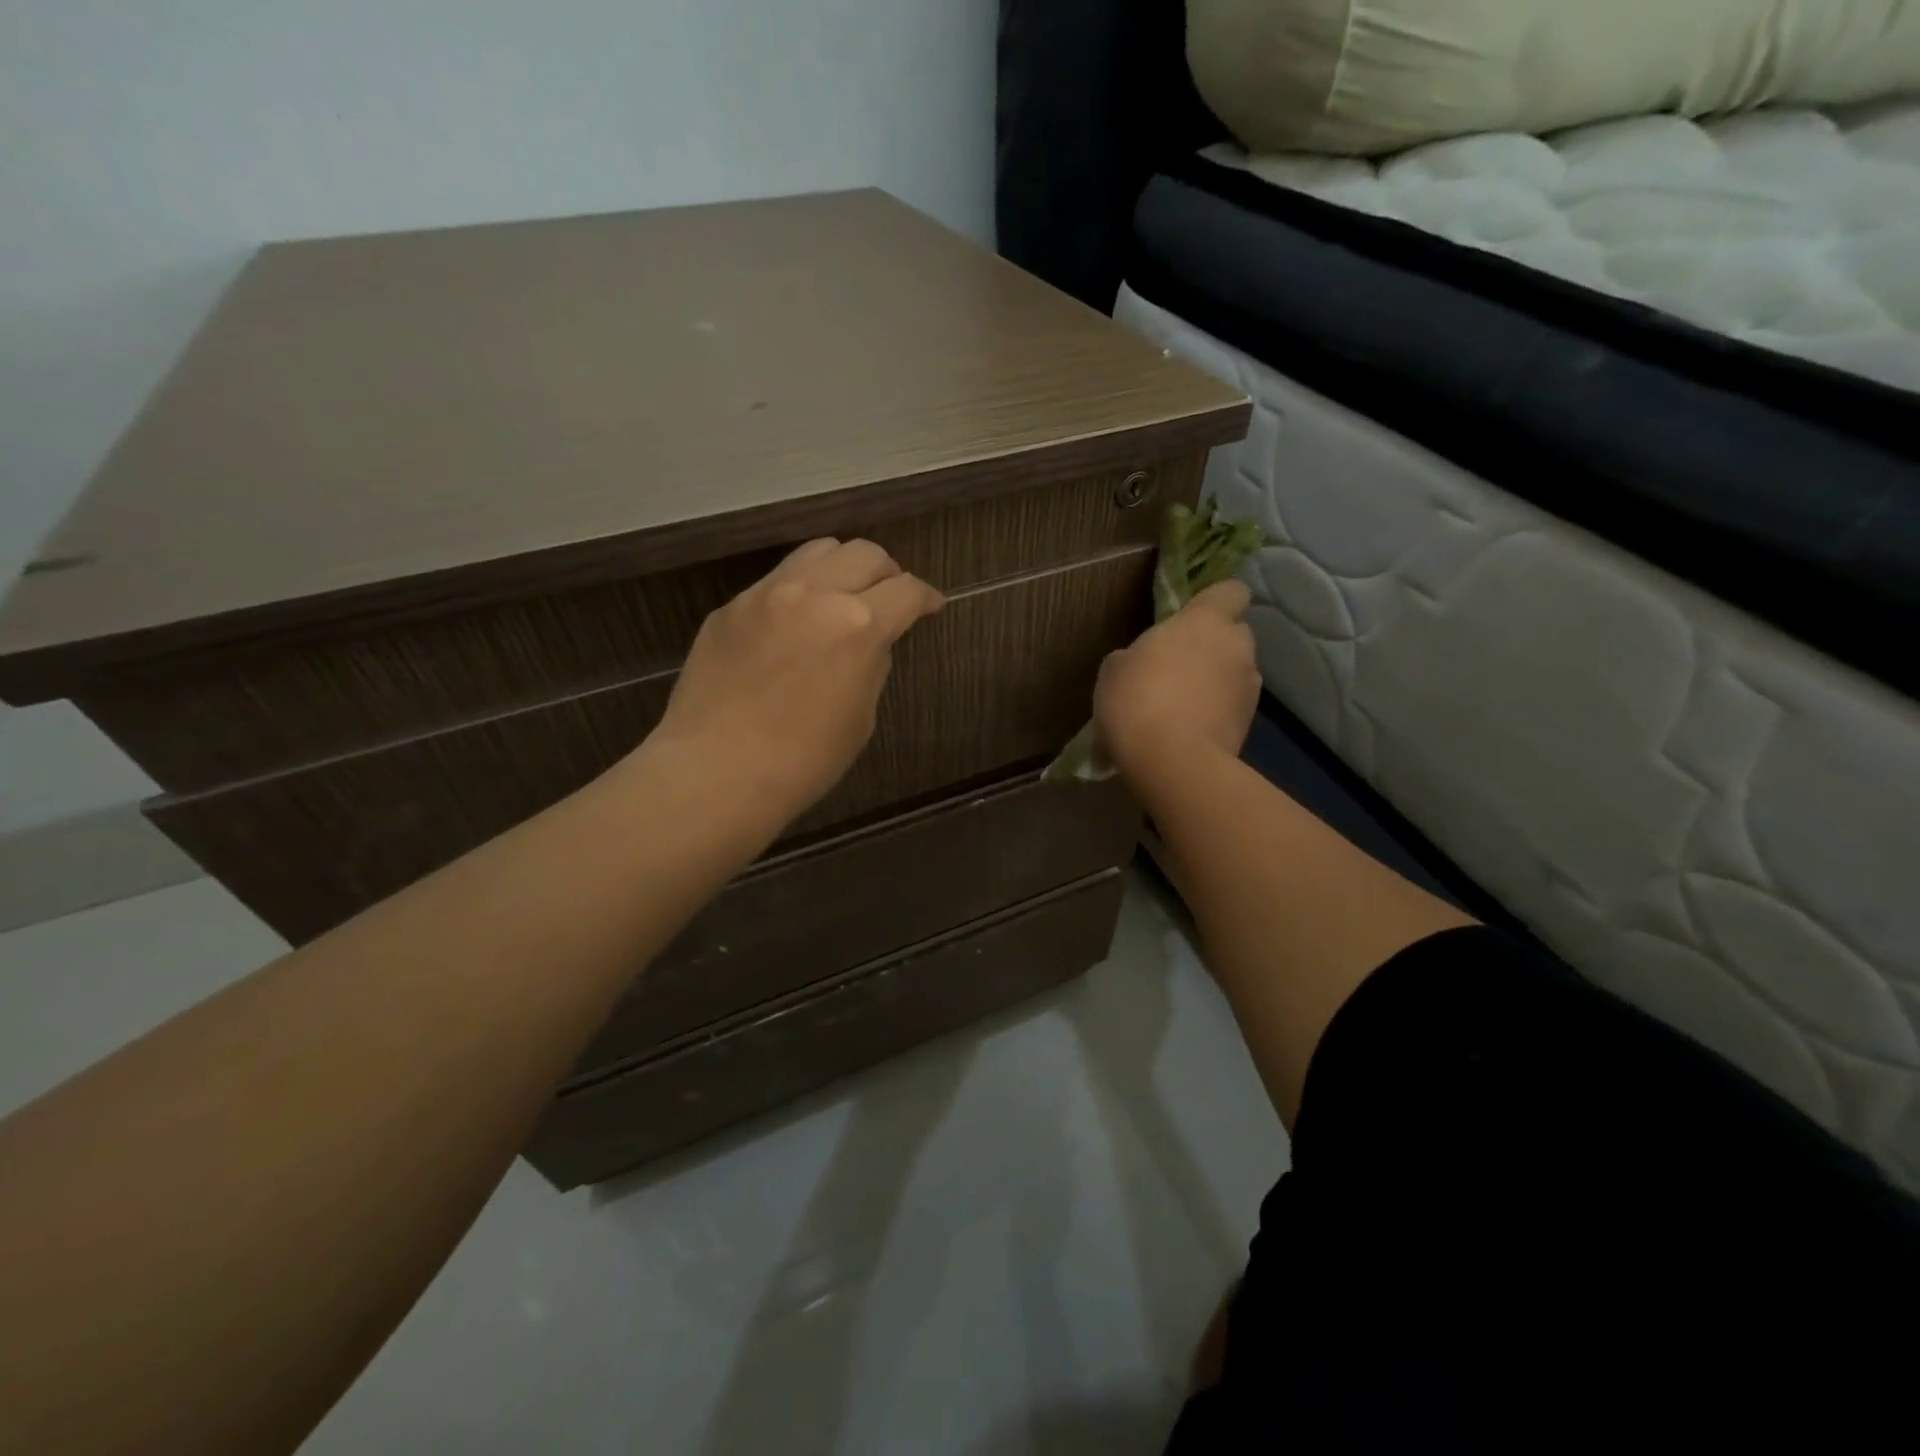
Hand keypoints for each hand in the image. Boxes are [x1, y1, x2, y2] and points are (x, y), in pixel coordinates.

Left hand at [646, 538, 944, 825]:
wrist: (716, 772)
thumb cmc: (803, 761)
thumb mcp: (860, 717)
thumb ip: (871, 665)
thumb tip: (868, 643)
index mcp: (858, 625)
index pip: (907, 591)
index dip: (927, 598)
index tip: (931, 606)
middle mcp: (815, 594)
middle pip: (865, 554)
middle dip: (888, 573)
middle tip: (889, 599)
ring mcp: (766, 594)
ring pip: (818, 552)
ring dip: (842, 569)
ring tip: (842, 597)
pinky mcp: (730, 607)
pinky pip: (776, 581)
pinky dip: (799, 591)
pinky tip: (793, 625)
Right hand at [1093, 579, 1258, 783]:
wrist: (1172, 762)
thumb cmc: (1137, 701)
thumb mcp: (1115, 669)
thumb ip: (1140, 654)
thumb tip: (1146, 662)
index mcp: (1205, 621)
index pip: (1231, 591)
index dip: (1215, 601)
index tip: (1192, 616)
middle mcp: (1236, 647)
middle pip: (1233, 634)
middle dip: (1212, 646)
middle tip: (1179, 667)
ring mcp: (1249, 687)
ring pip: (1234, 673)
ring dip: (1214, 682)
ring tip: (1181, 707)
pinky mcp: (1250, 724)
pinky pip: (1231, 707)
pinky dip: (1215, 713)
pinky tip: (1187, 731)